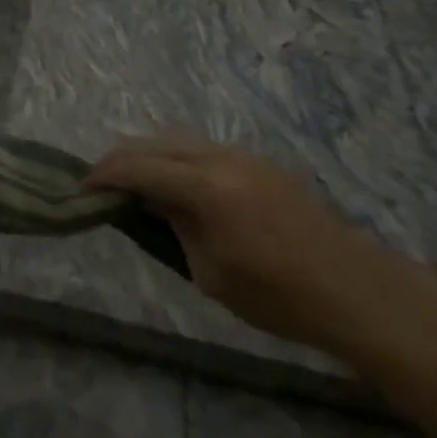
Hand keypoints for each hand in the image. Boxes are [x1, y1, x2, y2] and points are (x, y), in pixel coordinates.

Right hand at [86, 138, 388, 356]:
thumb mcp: (211, 274)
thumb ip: (174, 229)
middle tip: (102, 182)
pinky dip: (179, 158)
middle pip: (155, 143)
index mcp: (205, 188)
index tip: (82, 186)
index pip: (139, 167)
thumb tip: (149, 205)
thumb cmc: (279, 297)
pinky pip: (204, 149)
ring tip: (136, 182)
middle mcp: (220, 158)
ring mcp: (243, 155)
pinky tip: (178, 184)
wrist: (355, 290)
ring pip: (180, 140)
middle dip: (123, 158)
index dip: (105, 174)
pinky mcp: (259, 162)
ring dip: (152, 155)